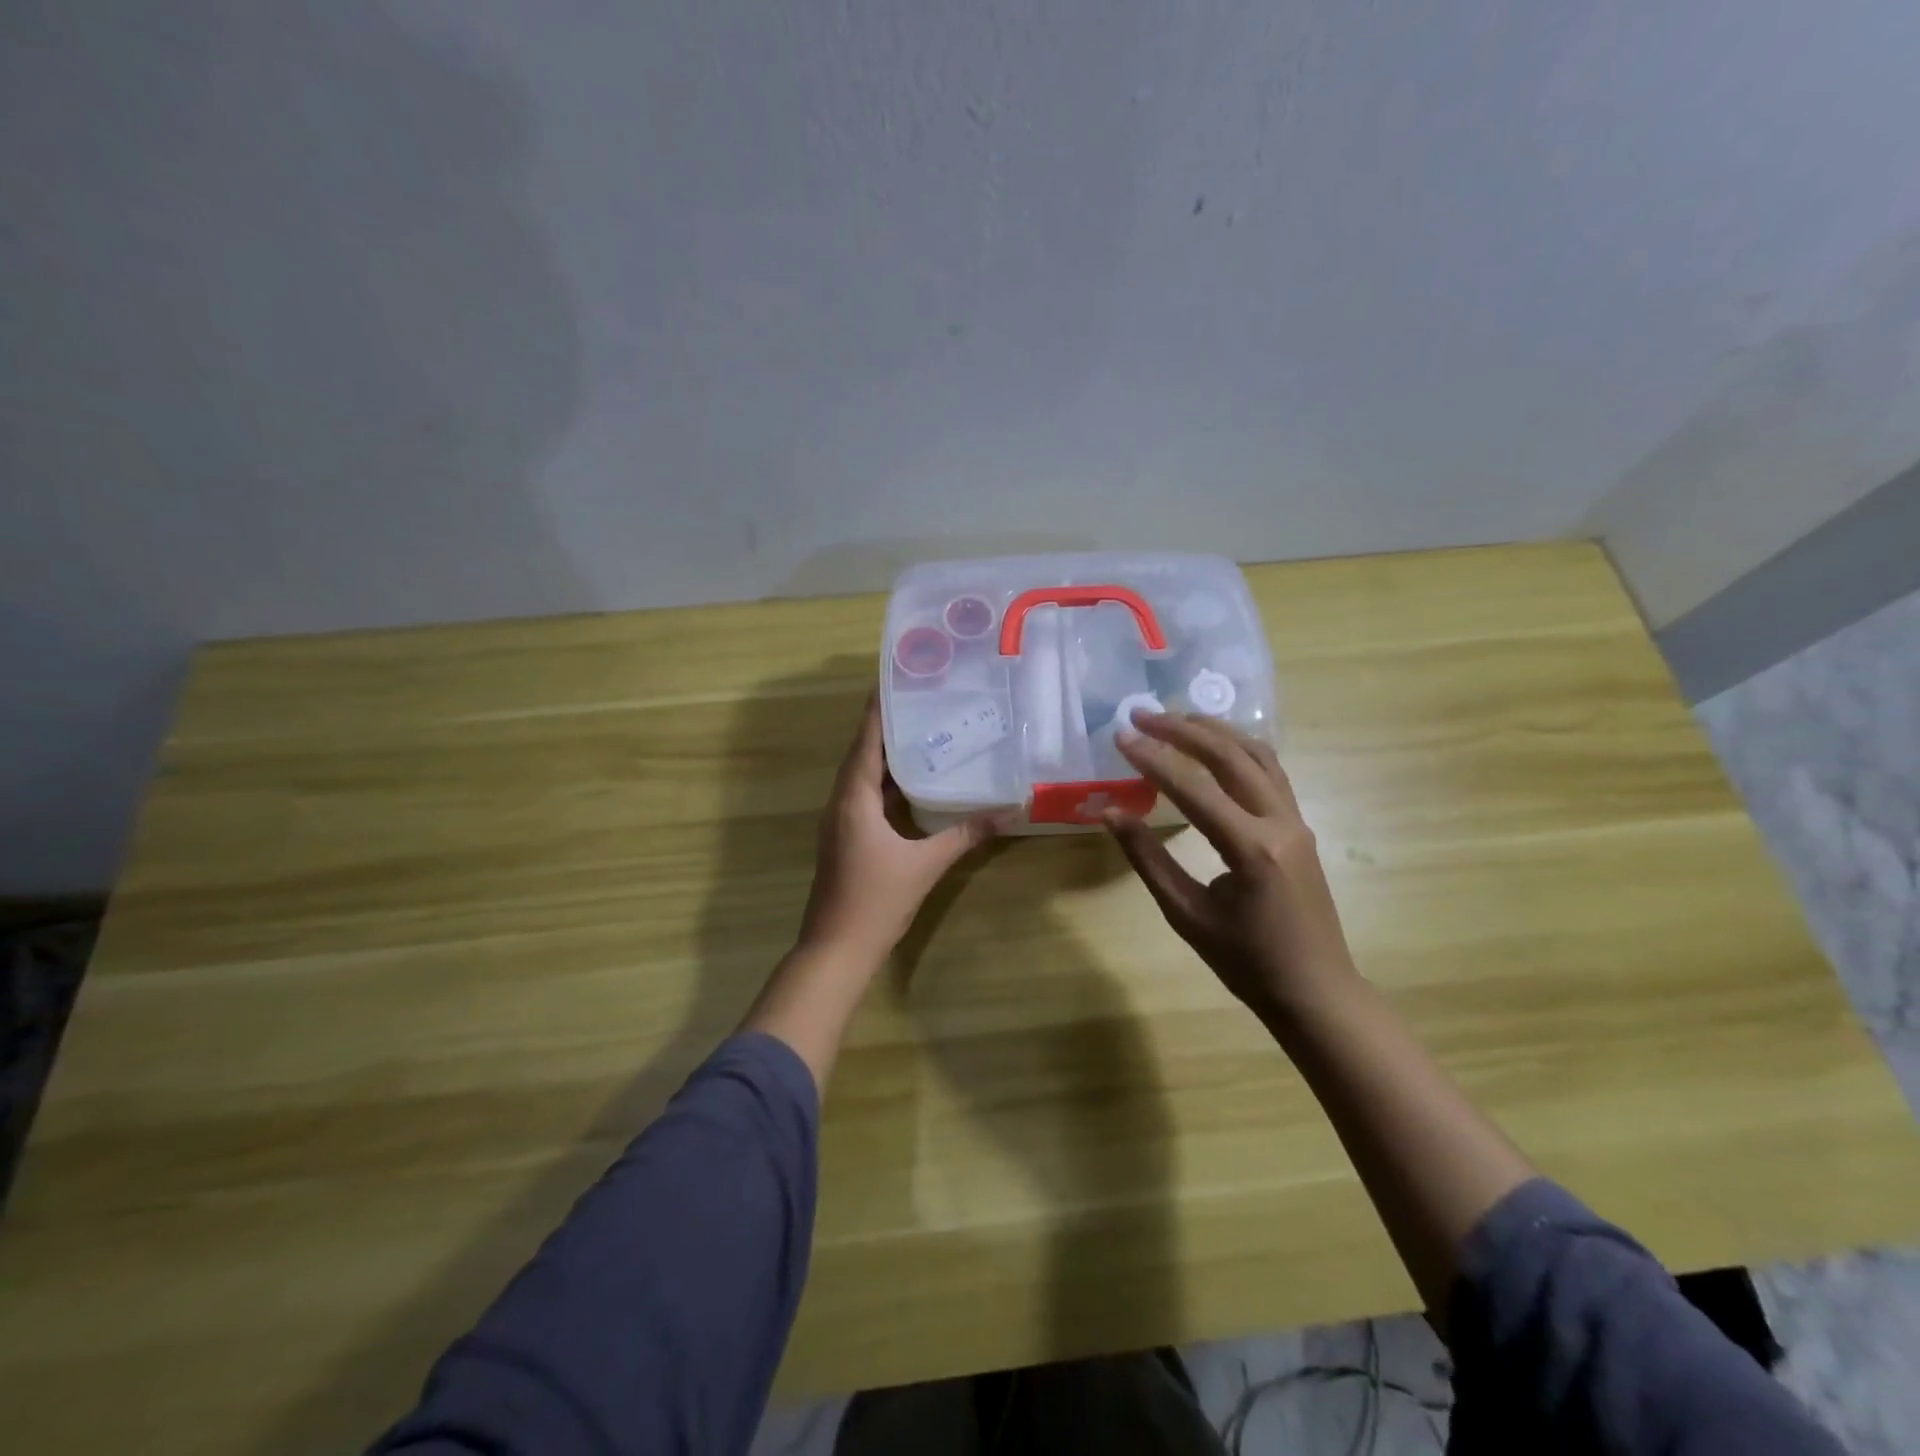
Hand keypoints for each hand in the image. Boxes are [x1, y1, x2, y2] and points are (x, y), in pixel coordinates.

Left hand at [796, 694, 1001, 969]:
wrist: (837, 949)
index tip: (896, 681)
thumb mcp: (925, 865)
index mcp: (853, 799)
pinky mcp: (846, 839)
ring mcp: (840, 822)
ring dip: (888, 757)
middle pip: (863, 754)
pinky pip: (866, 798)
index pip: (866, 742)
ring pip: (863, 778)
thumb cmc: (876, 901)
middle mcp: (841, 803)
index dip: (879, 711)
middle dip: (888, 728)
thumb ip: (964, 835)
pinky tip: (914, 785)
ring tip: (923, 734)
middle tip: (922, 703)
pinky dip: (887, 784)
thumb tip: (1007, 812)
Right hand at [1104, 713, 1356, 1019]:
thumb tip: (1110, 813)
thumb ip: (1147, 858)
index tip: (1121, 737)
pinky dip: (1239, 748)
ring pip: (1256, 755)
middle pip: (1229, 756)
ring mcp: (1296, 821)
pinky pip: (1270, 772)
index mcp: (1250, 849)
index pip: (1194, 788)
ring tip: (1175, 717)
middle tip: (1142, 715)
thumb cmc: (1247, 962)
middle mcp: (1279, 823)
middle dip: (1182, 729)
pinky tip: (1215, 744)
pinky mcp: (1299, 826)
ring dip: (1214, 731)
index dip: (1153, 759)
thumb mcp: (1186, 914)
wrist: (1316, 991)